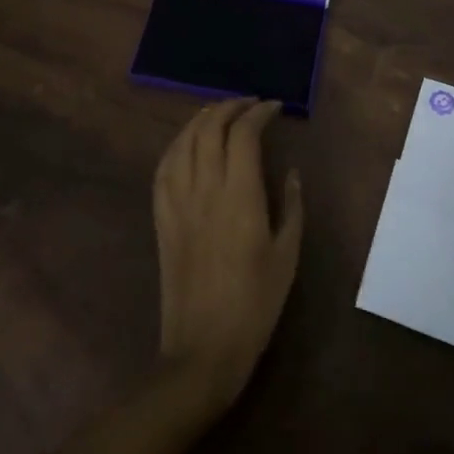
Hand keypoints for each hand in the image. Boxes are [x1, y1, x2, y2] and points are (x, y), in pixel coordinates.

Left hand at [153, 98, 303, 415]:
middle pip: (209, 128)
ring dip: (202, 118)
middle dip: (230, 107)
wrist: (203, 349)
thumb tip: (292, 172)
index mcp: (240, 196)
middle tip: (250, 104)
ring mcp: (177, 202)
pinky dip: (177, 144)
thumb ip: (292, 206)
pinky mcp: (161, 218)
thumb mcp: (288, 255)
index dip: (259, 113)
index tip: (275, 108)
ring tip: (220, 113)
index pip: (243, 134)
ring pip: (184, 141)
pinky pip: (163, 167)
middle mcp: (205, 189)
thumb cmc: (255, 304)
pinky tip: (188, 142)